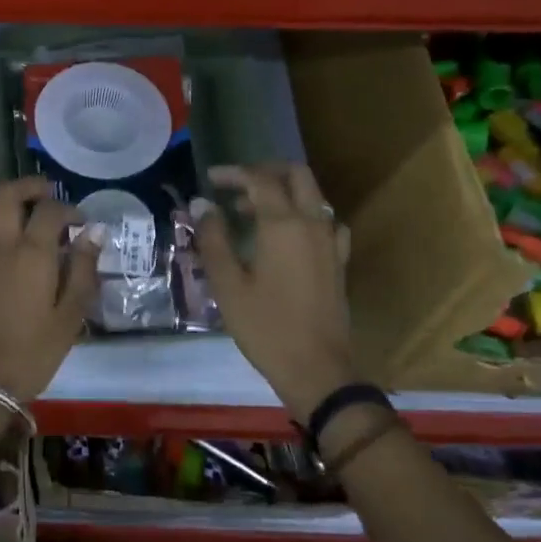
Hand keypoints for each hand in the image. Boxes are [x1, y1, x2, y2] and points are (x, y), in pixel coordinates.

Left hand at [0, 176, 100, 403]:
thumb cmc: (36, 351)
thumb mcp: (72, 314)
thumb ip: (84, 269)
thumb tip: (93, 233)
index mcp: (33, 253)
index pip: (50, 211)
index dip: (68, 209)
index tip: (80, 223)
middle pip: (5, 196)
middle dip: (26, 186)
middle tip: (43, 192)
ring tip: (5, 207)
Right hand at [195, 163, 356, 420]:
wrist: (316, 370)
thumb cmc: (266, 327)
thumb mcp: (228, 284)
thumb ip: (213, 239)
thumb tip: (202, 205)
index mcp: (284, 225)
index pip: (259, 180)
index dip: (233, 174)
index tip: (209, 179)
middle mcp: (313, 223)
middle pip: (296, 175)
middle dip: (265, 171)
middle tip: (235, 184)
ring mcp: (331, 242)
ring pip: (313, 196)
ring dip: (283, 192)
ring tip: (251, 210)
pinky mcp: (338, 261)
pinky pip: (326, 222)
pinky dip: (304, 215)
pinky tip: (290, 234)